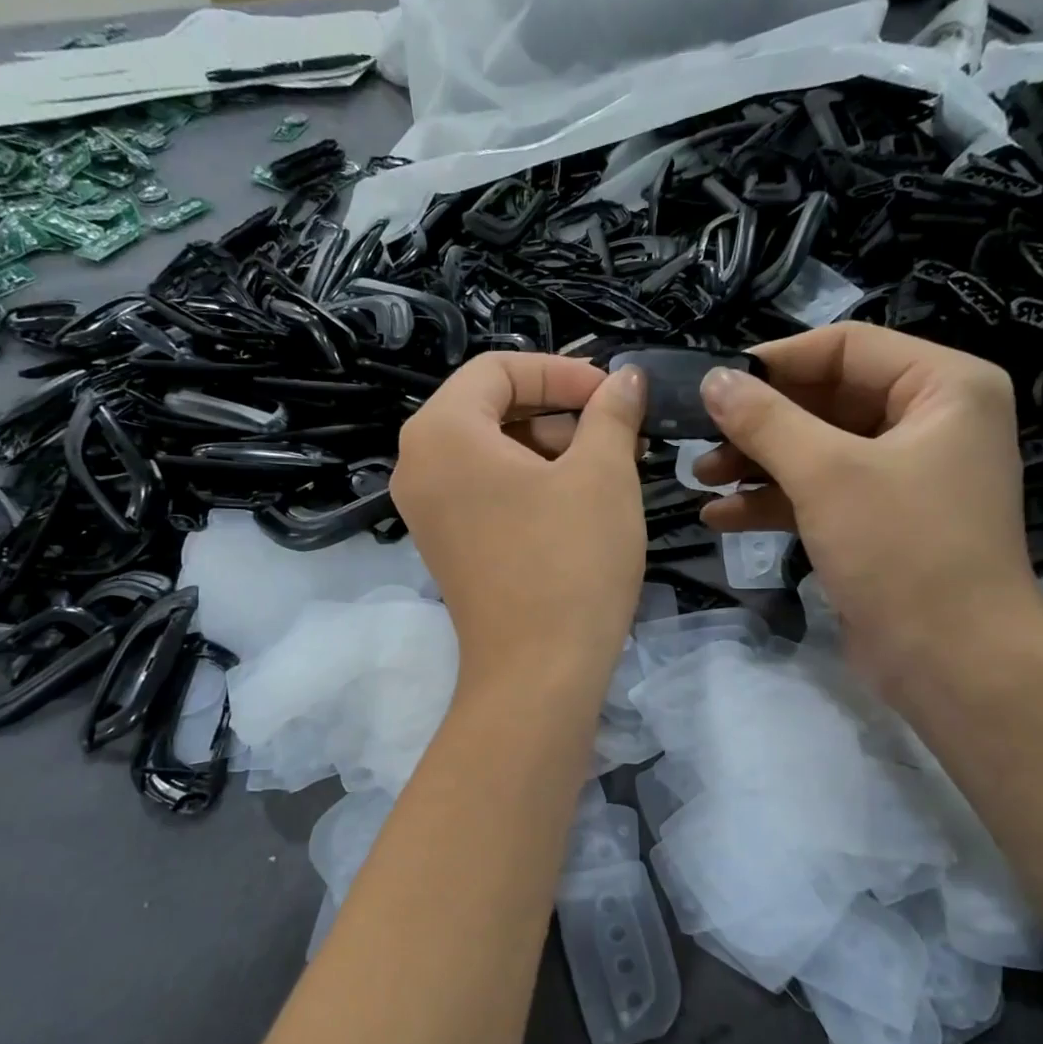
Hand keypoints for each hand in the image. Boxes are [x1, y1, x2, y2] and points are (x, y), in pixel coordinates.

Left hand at [393, 354, 646, 691]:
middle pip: (491, 408)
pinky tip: (578, 501)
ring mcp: (426, 509)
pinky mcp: (445, 544)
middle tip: (617, 433)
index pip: (500, 369)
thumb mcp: (603, 474)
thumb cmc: (570, 561)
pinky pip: (484, 489)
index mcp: (442, 431)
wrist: (537, 674)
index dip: (563, 371)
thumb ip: (612, 412)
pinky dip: (529, 482)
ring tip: (609, 469)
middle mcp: (418, 463)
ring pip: (491, 451)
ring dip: (550, 448)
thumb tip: (625, 379)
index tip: (614, 394)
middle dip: (559, 411)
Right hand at [695, 322, 1042, 688]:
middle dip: (759, 423)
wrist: (954, 662)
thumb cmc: (902, 550)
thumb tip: (712, 381)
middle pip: (826, 400)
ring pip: (817, 450)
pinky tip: (720, 517)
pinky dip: (773, 501)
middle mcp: (929, 421)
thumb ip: (766, 421)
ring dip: (757, 464)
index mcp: (942, 387)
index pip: (846, 347)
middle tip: (698, 438)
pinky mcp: (879, 522)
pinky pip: (820, 493)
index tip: (713, 385)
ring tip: (699, 478)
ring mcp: (904, 475)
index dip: (775, 362)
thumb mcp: (827, 475)